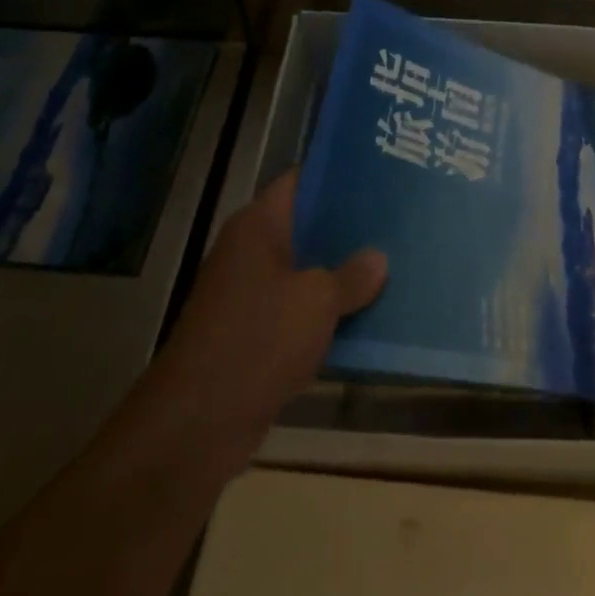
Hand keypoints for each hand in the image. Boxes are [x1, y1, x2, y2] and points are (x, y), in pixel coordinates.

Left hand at [129, 168, 387, 470]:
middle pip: (305, 225)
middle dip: (347, 225)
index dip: (335, 173)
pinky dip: (326, 311)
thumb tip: (379, 258)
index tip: (377, 170)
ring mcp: (249, 295)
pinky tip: (367, 312)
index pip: (299, 180)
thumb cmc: (258, 340)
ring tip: (392, 261)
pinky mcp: (253, 335)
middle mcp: (250, 252)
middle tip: (396, 217)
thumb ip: (352, 275)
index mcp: (257, 226)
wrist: (197, 425)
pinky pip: (298, 310)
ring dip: (340, 272)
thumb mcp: (318, 301)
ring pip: (304, 270)